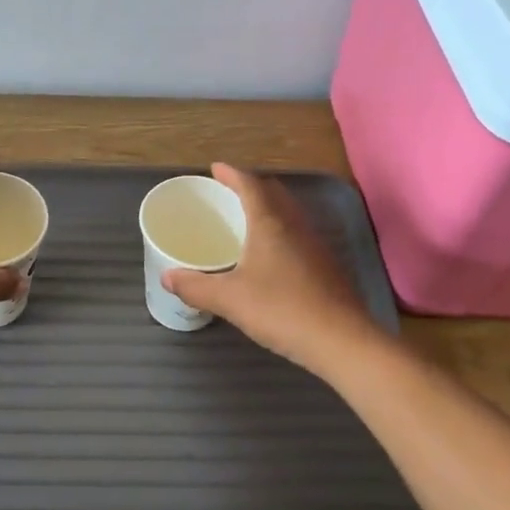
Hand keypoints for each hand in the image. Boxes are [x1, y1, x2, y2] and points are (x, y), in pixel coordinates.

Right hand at [162, 163, 379, 373]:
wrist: (342, 341)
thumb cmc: (282, 310)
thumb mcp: (230, 299)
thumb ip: (196, 287)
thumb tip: (167, 277)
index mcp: (270, 223)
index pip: (250, 185)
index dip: (231, 174)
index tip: (215, 168)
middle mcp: (295, 225)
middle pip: (273, 193)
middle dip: (250, 186)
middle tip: (228, 191)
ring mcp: (315, 245)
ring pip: (289, 213)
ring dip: (267, 207)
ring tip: (246, 218)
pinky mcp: (326, 266)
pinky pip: (297, 233)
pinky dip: (279, 229)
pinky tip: (270, 254)